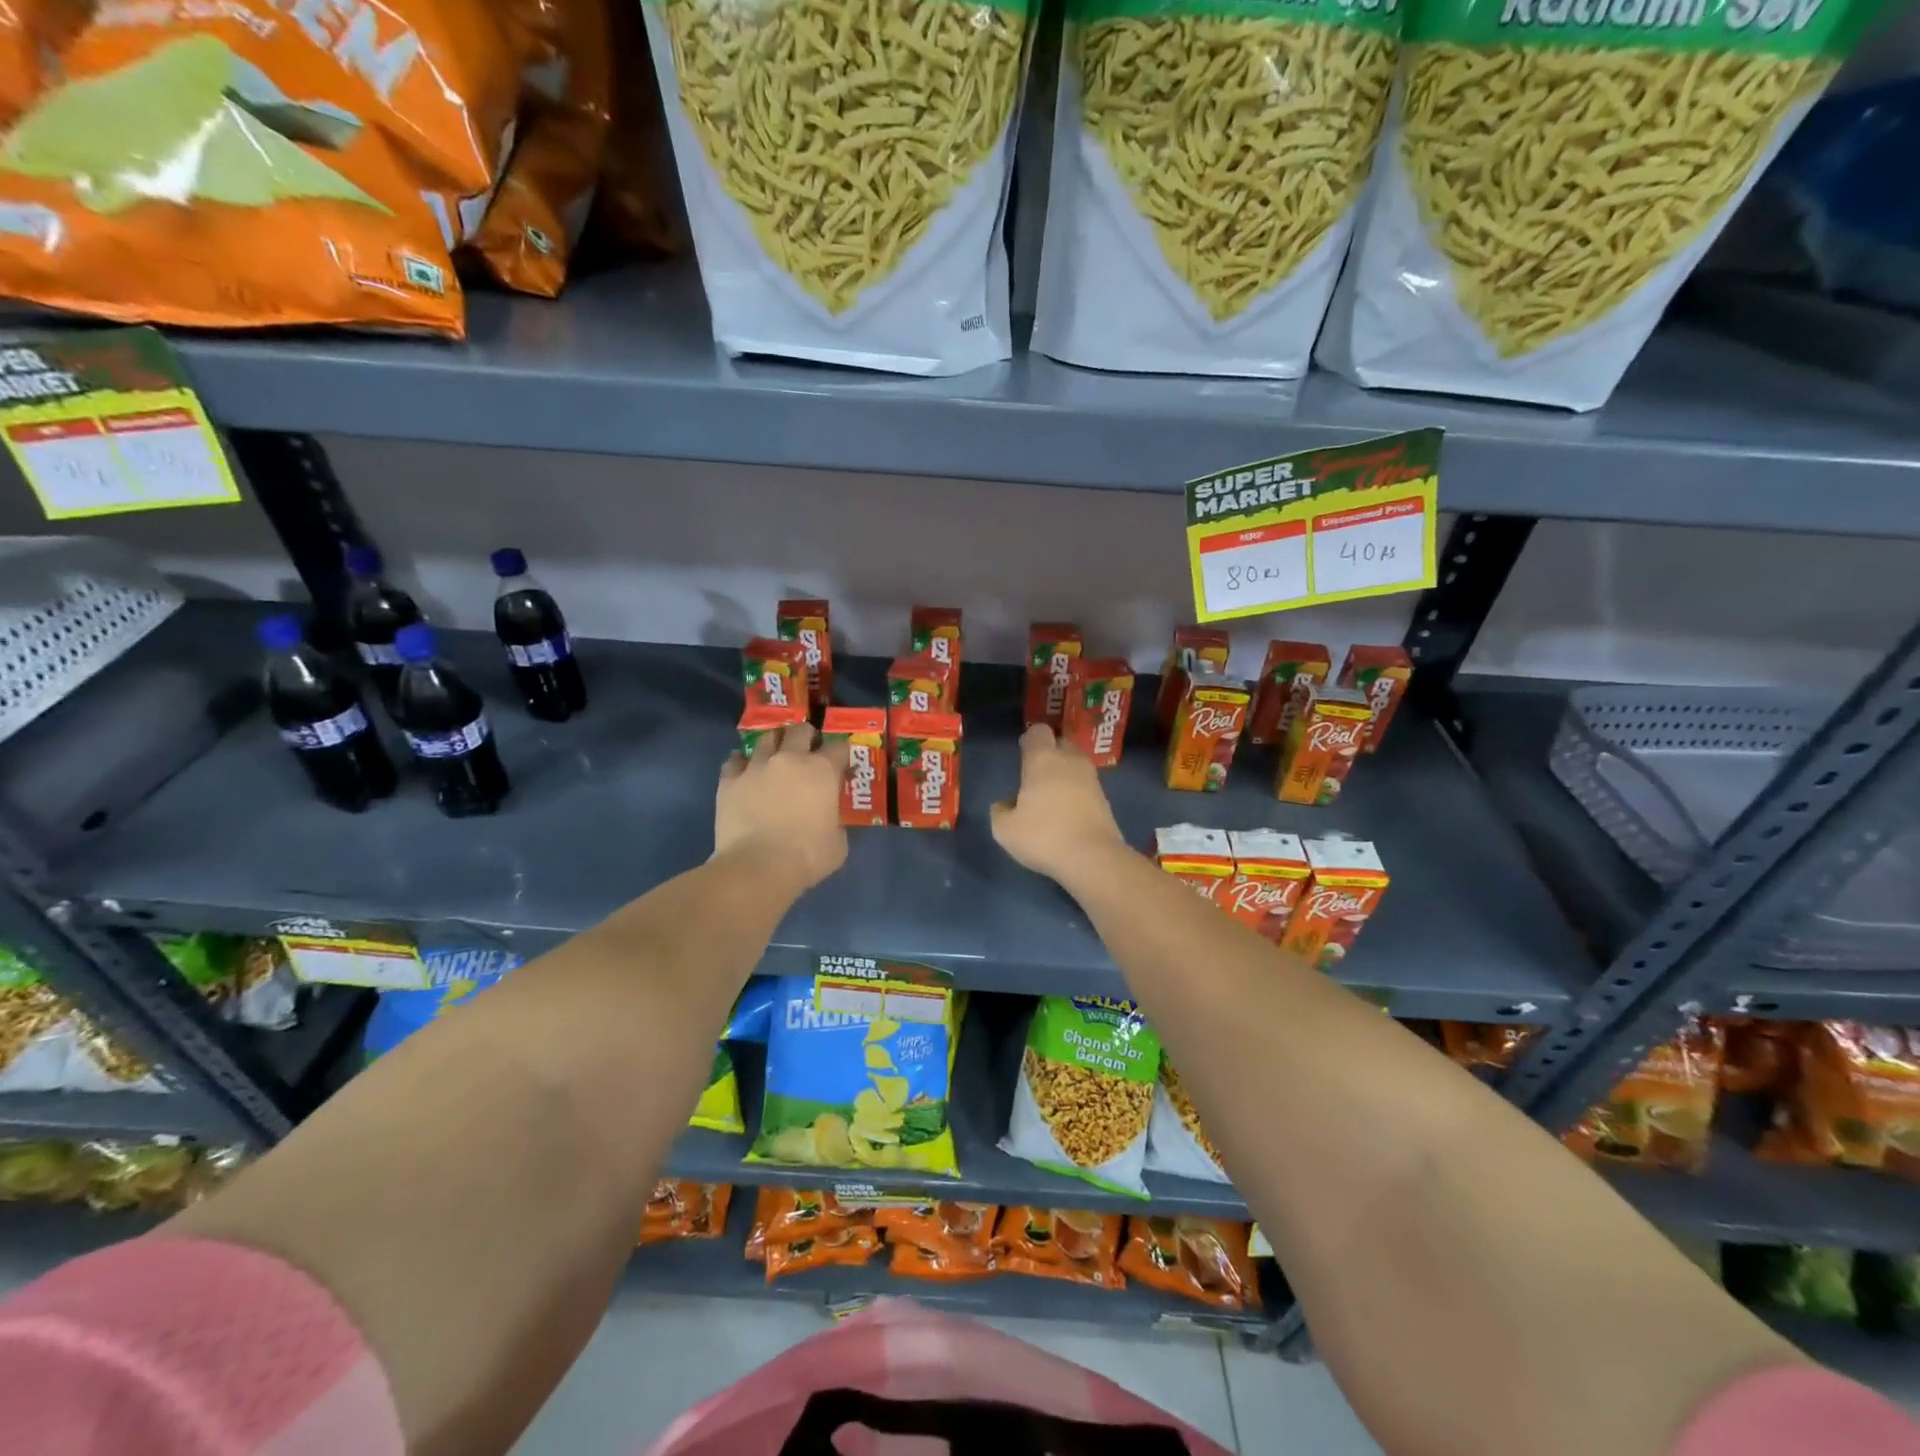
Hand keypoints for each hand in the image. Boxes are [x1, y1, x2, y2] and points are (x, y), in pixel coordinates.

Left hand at [715, 725, 849, 893]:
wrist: (757, 868)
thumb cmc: (806, 856)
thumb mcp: (838, 842)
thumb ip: (836, 821)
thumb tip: (830, 819)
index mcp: (822, 770)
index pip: (839, 747)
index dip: (843, 754)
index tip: (842, 765)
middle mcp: (790, 759)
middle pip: (801, 730)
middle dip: (807, 736)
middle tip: (808, 751)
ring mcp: (757, 766)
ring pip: (767, 738)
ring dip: (775, 743)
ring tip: (776, 755)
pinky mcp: (729, 780)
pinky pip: (734, 760)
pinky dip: (741, 762)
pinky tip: (744, 770)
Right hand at [991, 724, 1126, 882]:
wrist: (1093, 857)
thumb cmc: (1043, 836)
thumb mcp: (1005, 830)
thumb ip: (1000, 811)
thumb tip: (1006, 804)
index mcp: (1042, 759)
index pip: (1038, 731)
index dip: (1029, 739)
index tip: (1022, 755)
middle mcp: (1069, 760)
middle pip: (1060, 743)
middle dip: (1050, 753)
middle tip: (1036, 776)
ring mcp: (1091, 778)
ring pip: (1075, 764)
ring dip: (1064, 773)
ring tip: (1051, 796)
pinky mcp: (1105, 798)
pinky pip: (1086, 784)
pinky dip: (1076, 791)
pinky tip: (1067, 812)